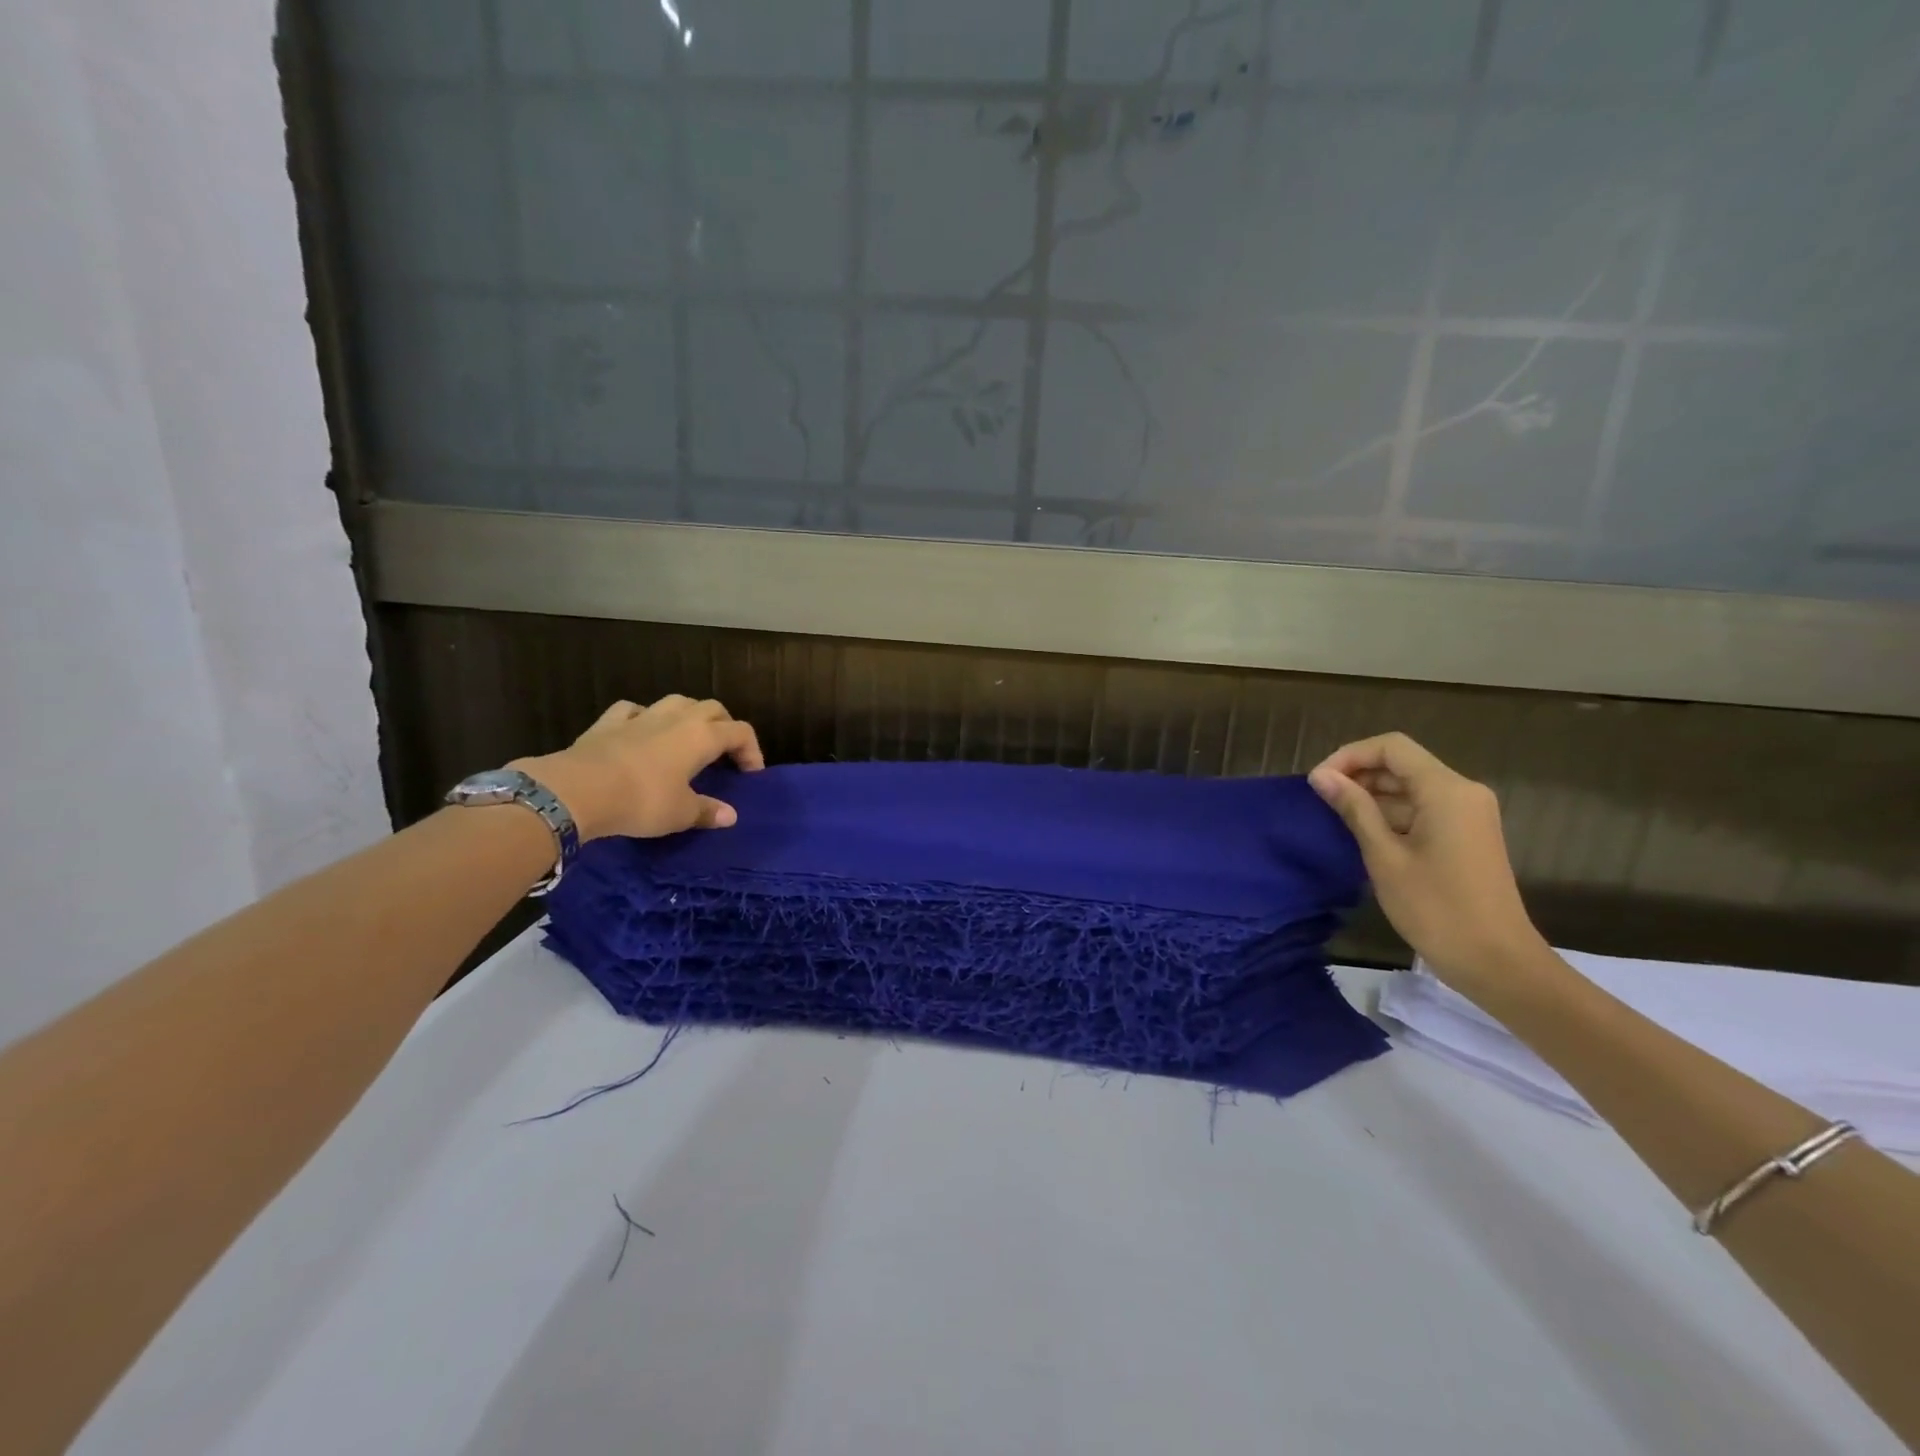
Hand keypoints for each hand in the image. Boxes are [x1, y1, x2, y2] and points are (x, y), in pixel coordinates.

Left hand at [513, 696, 765, 841]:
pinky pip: (633, 710)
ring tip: (688, 737)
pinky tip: (642, 730)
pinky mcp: (608, 723)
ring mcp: (641, 716)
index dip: (752, 751)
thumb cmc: (642, 800)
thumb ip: (707, 811)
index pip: (740, 732)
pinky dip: (644, 717)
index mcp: (702, 736)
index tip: (751, 775)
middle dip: (724, 726)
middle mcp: (677, 718)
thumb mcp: (680, 813)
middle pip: (712, 708)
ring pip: (676, 702)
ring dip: (689, 714)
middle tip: (724, 752)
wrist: (578, 790)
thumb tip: (730, 816)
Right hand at [1308, 732, 1546, 991]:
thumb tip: (1321, 776)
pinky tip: (1363, 834)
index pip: (1391, 747)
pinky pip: (1423, 808)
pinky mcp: (1466, 835)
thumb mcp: (1384, 856)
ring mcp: (1468, 814)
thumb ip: (1353, 809)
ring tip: (1335, 818)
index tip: (1318, 782)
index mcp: (1446, 790)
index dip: (1349, 756)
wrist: (1496, 962)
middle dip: (1358, 774)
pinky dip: (1391, 813)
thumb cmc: (1436, 908)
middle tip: (1320, 800)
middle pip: (1402, 764)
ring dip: (1372, 795)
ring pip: (1411, 787)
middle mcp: (1462, 792)